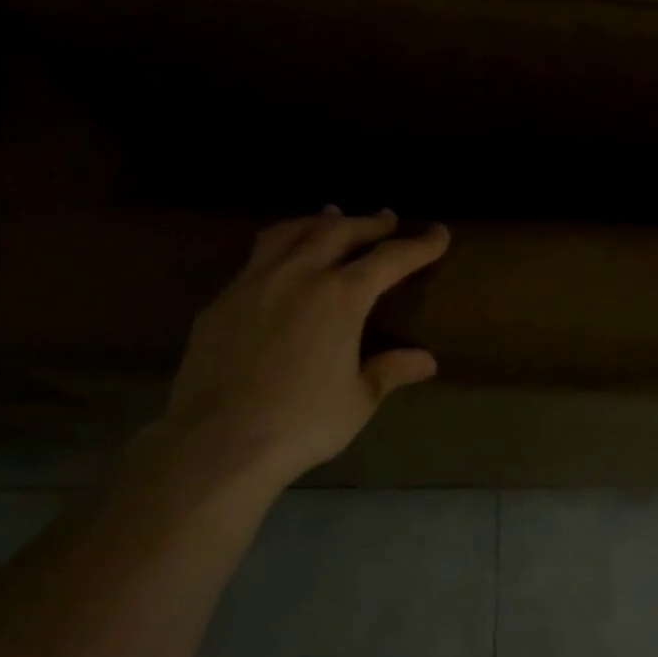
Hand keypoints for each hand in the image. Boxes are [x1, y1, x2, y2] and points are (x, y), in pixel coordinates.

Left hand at [159, 206, 449, 487]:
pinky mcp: (221, 301)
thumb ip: (390, 370)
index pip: (390, 259)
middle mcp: (298, 276)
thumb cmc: (302, 422)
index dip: (419, 245)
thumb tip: (426, 360)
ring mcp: (253, 283)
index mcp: (341, 297)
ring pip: (290, 233)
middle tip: (387, 219)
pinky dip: (280, 246)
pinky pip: (256, 257)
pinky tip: (281, 261)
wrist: (218, 440)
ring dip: (318, 221)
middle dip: (368, 223)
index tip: (439, 233)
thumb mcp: (358, 399)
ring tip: (331, 216)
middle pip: (338, 231)